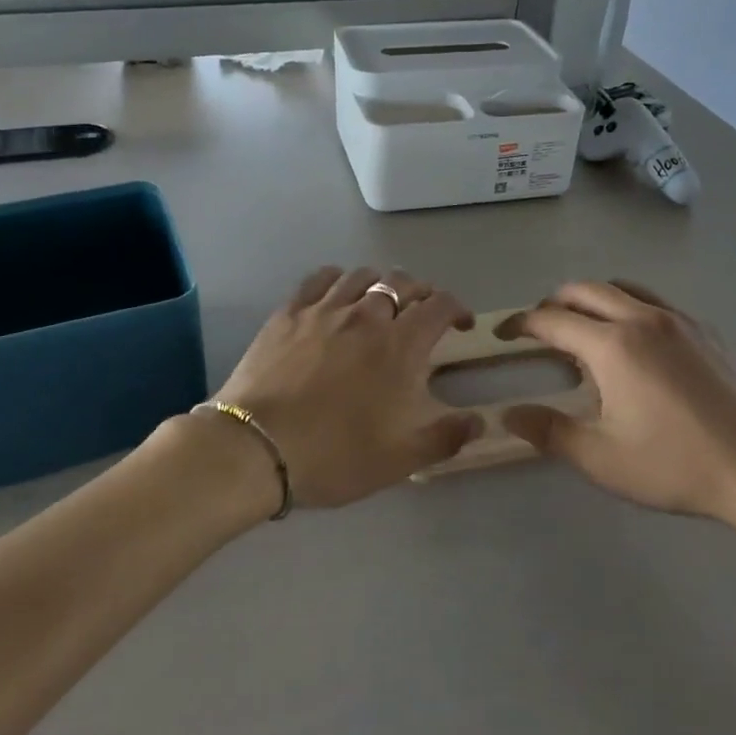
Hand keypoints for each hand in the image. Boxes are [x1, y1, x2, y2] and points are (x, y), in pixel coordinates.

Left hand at [210, 267, 484, 508]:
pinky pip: (320, 278)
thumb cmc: (334, 455)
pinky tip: (338, 294)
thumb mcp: (401, 459)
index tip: (461, 324)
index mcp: (400, 345)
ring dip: (381, 284)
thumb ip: (446, 437)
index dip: (457, 308)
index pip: (439, 305)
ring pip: (362, 275)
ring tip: (381, 302)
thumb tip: (479, 421)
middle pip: (402, 283)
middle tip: (422, 313)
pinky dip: (339, 279)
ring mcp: (324, 309)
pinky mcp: (289, 312)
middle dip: (421, 293)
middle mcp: (366, 315)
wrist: (256, 448)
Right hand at [499, 281, 735, 547]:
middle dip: (554, 303)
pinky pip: (657, 304)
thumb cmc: (674, 465)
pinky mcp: (709, 331)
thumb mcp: (600, 458)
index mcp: (612, 345)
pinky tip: (638, 346)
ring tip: (586, 330)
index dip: (520, 323)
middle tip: (540, 329)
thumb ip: (548, 431)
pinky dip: (631, 309)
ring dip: (594, 300)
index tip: (503, 334)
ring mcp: (681, 320)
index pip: (552, 320)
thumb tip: (509, 414)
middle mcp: (644, 318)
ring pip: (625, 289)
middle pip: (586, 290)